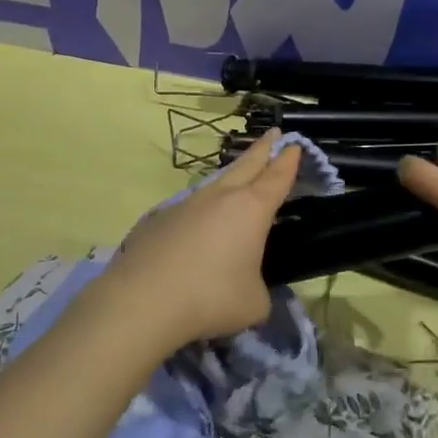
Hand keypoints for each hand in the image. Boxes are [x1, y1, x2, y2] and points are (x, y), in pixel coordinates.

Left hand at [97, 131, 300, 349]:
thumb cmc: (211, 298)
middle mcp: (219, 197)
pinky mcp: (158, 219)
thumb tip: (248, 288)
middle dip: (262, 149)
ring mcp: (186, 204)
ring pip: (214, 183)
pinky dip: (200, 211)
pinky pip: (188, 208)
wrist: (143, 301)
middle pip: (246, 165)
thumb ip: (259, 289)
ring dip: (230, 177)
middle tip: (273, 134)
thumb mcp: (254, 303)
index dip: (288, 160)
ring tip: (237, 178)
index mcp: (251, 209)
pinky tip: (196, 228)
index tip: (294, 145)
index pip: (276, 177)